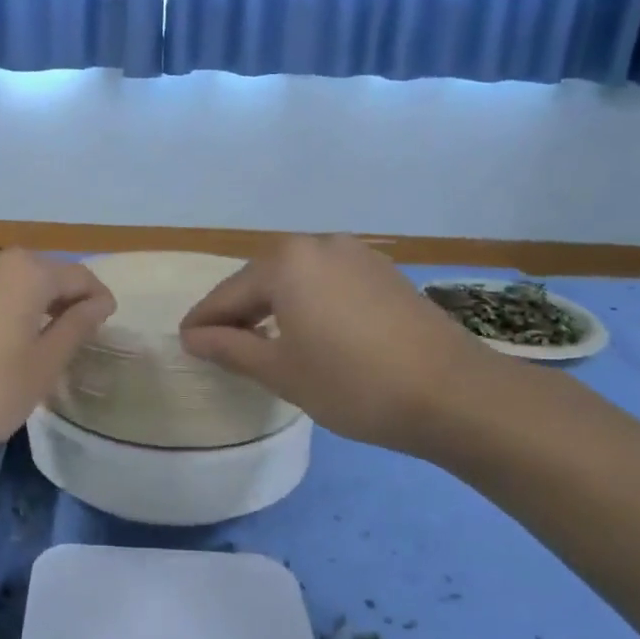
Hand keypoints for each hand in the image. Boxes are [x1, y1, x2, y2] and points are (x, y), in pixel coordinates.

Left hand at [0, 249, 115, 468]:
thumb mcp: (42, 366)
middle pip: (47, 275)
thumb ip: (76, 327)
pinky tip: (6, 348)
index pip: (80, 277)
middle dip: (68, 303)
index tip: (106, 333)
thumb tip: (98, 303)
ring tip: (45, 349)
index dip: (99, 302)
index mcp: (28, 271)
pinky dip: (9, 313)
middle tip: (78, 345)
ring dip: (38, 309)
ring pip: (17, 285)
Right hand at [179, 235, 498, 456]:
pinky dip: (307, 304)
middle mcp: (318, 244)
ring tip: (260, 341)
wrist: (454, 394)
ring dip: (272, 307)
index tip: (184, 344)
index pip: (227, 294)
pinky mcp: (383, 272)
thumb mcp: (281, 371)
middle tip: (218, 346)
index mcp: (286, 262)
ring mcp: (356, 255)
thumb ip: (230, 348)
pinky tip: (308, 332)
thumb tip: (193, 337)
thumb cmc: (353, 383)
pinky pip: (327, 283)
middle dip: (237, 312)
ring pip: (296, 280)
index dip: (203, 322)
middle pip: (261, 280)